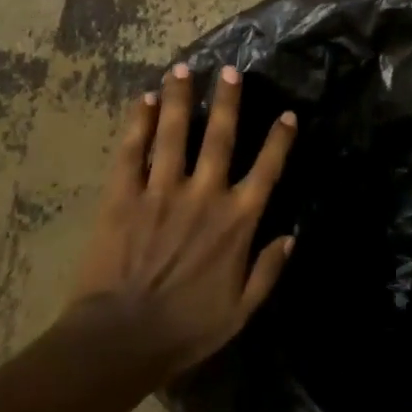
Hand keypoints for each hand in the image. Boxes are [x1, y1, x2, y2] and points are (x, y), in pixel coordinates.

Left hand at [71, 62, 296, 379]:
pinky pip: (131, 153)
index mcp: (236, 222)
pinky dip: (136, 125)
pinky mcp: (122, 198)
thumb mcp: (241, 311)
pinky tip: (141, 101)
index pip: (266, 170)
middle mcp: (204, 195)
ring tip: (182, 69)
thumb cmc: (185, 329)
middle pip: (219, 137)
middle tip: (230, 70)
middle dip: (227, 101)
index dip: (279, 140)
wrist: (119, 341)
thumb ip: (269, 270)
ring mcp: (161, 192)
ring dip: (179, 99)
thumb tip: (292, 235)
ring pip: (173, 134)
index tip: (287, 114)